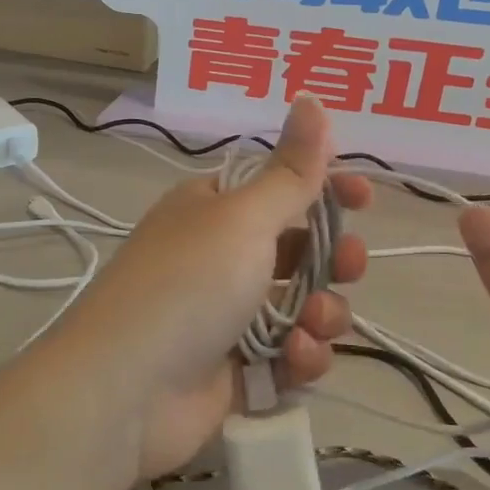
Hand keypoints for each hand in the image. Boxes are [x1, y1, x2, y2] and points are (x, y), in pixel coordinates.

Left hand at [53, 96, 370, 482]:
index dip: (325, 187)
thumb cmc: (188, 283)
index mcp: (215, 208)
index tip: (363, 196)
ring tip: (313, 324)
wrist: (126, 391)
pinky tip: (296, 360)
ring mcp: (230, 315)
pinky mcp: (239, 370)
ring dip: (322, 313)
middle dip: (334, 258)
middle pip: (301, 248)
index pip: (281, 185)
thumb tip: (312, 98)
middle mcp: (222, 256)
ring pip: (303, 305)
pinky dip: (301, 357)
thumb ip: (291, 169)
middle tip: (349, 265)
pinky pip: (290, 354)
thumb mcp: (244, 217)